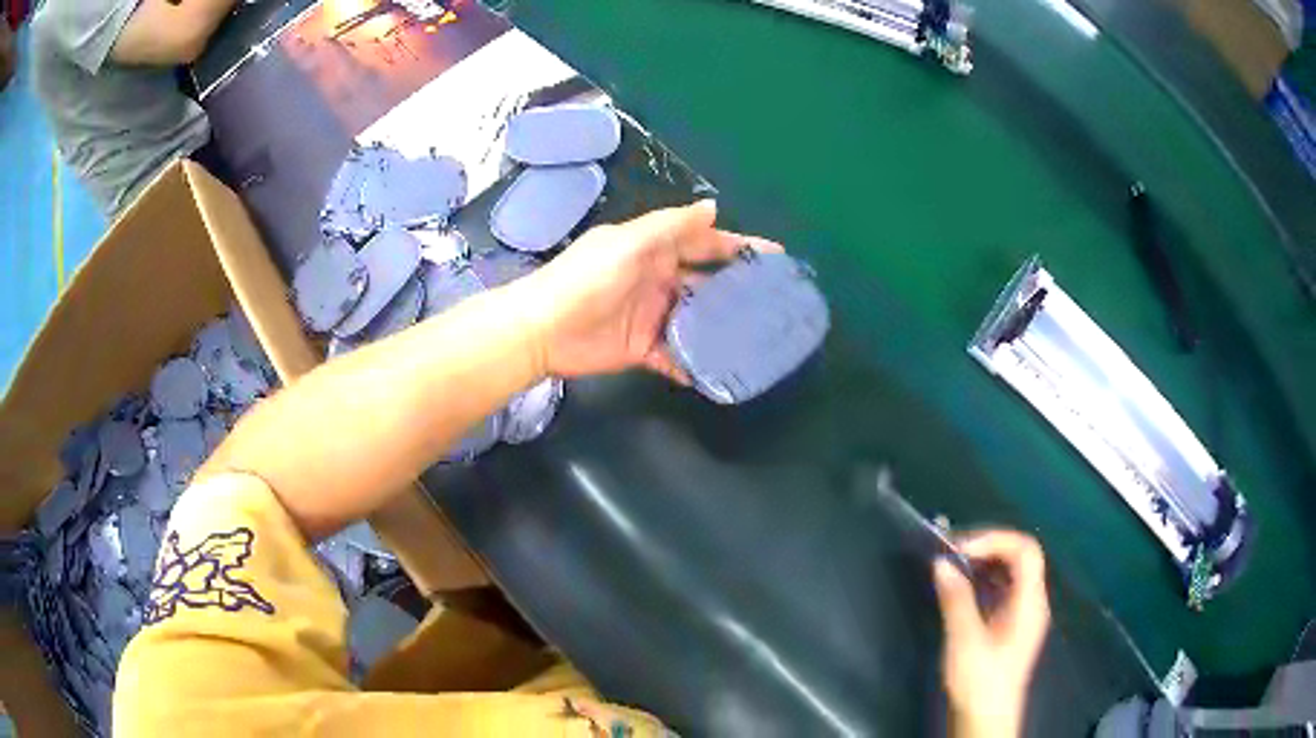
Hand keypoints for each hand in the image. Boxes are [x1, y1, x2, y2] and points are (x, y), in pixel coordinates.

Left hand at [515, 201, 781, 381]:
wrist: (542, 329)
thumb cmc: (586, 279)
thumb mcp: (629, 243)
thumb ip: (671, 226)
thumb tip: (714, 208)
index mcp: (655, 250)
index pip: (705, 244)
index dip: (738, 247)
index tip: (774, 256)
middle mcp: (658, 280)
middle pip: (706, 282)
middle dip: (738, 289)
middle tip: (776, 302)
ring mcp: (651, 315)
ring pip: (696, 319)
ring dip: (722, 326)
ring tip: (758, 337)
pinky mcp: (643, 348)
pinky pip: (676, 354)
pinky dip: (694, 362)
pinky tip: (719, 371)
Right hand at [933, 530, 1049, 737]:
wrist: (985, 720)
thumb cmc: (980, 682)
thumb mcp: (965, 641)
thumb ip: (956, 600)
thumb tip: (941, 563)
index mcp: (1030, 602)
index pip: (1025, 550)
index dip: (995, 540)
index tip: (960, 549)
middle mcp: (1032, 602)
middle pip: (1020, 556)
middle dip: (988, 547)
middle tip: (952, 552)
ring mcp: (1023, 614)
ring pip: (1011, 572)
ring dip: (985, 562)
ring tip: (953, 565)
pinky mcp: (1011, 626)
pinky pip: (1003, 589)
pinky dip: (984, 580)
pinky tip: (962, 588)